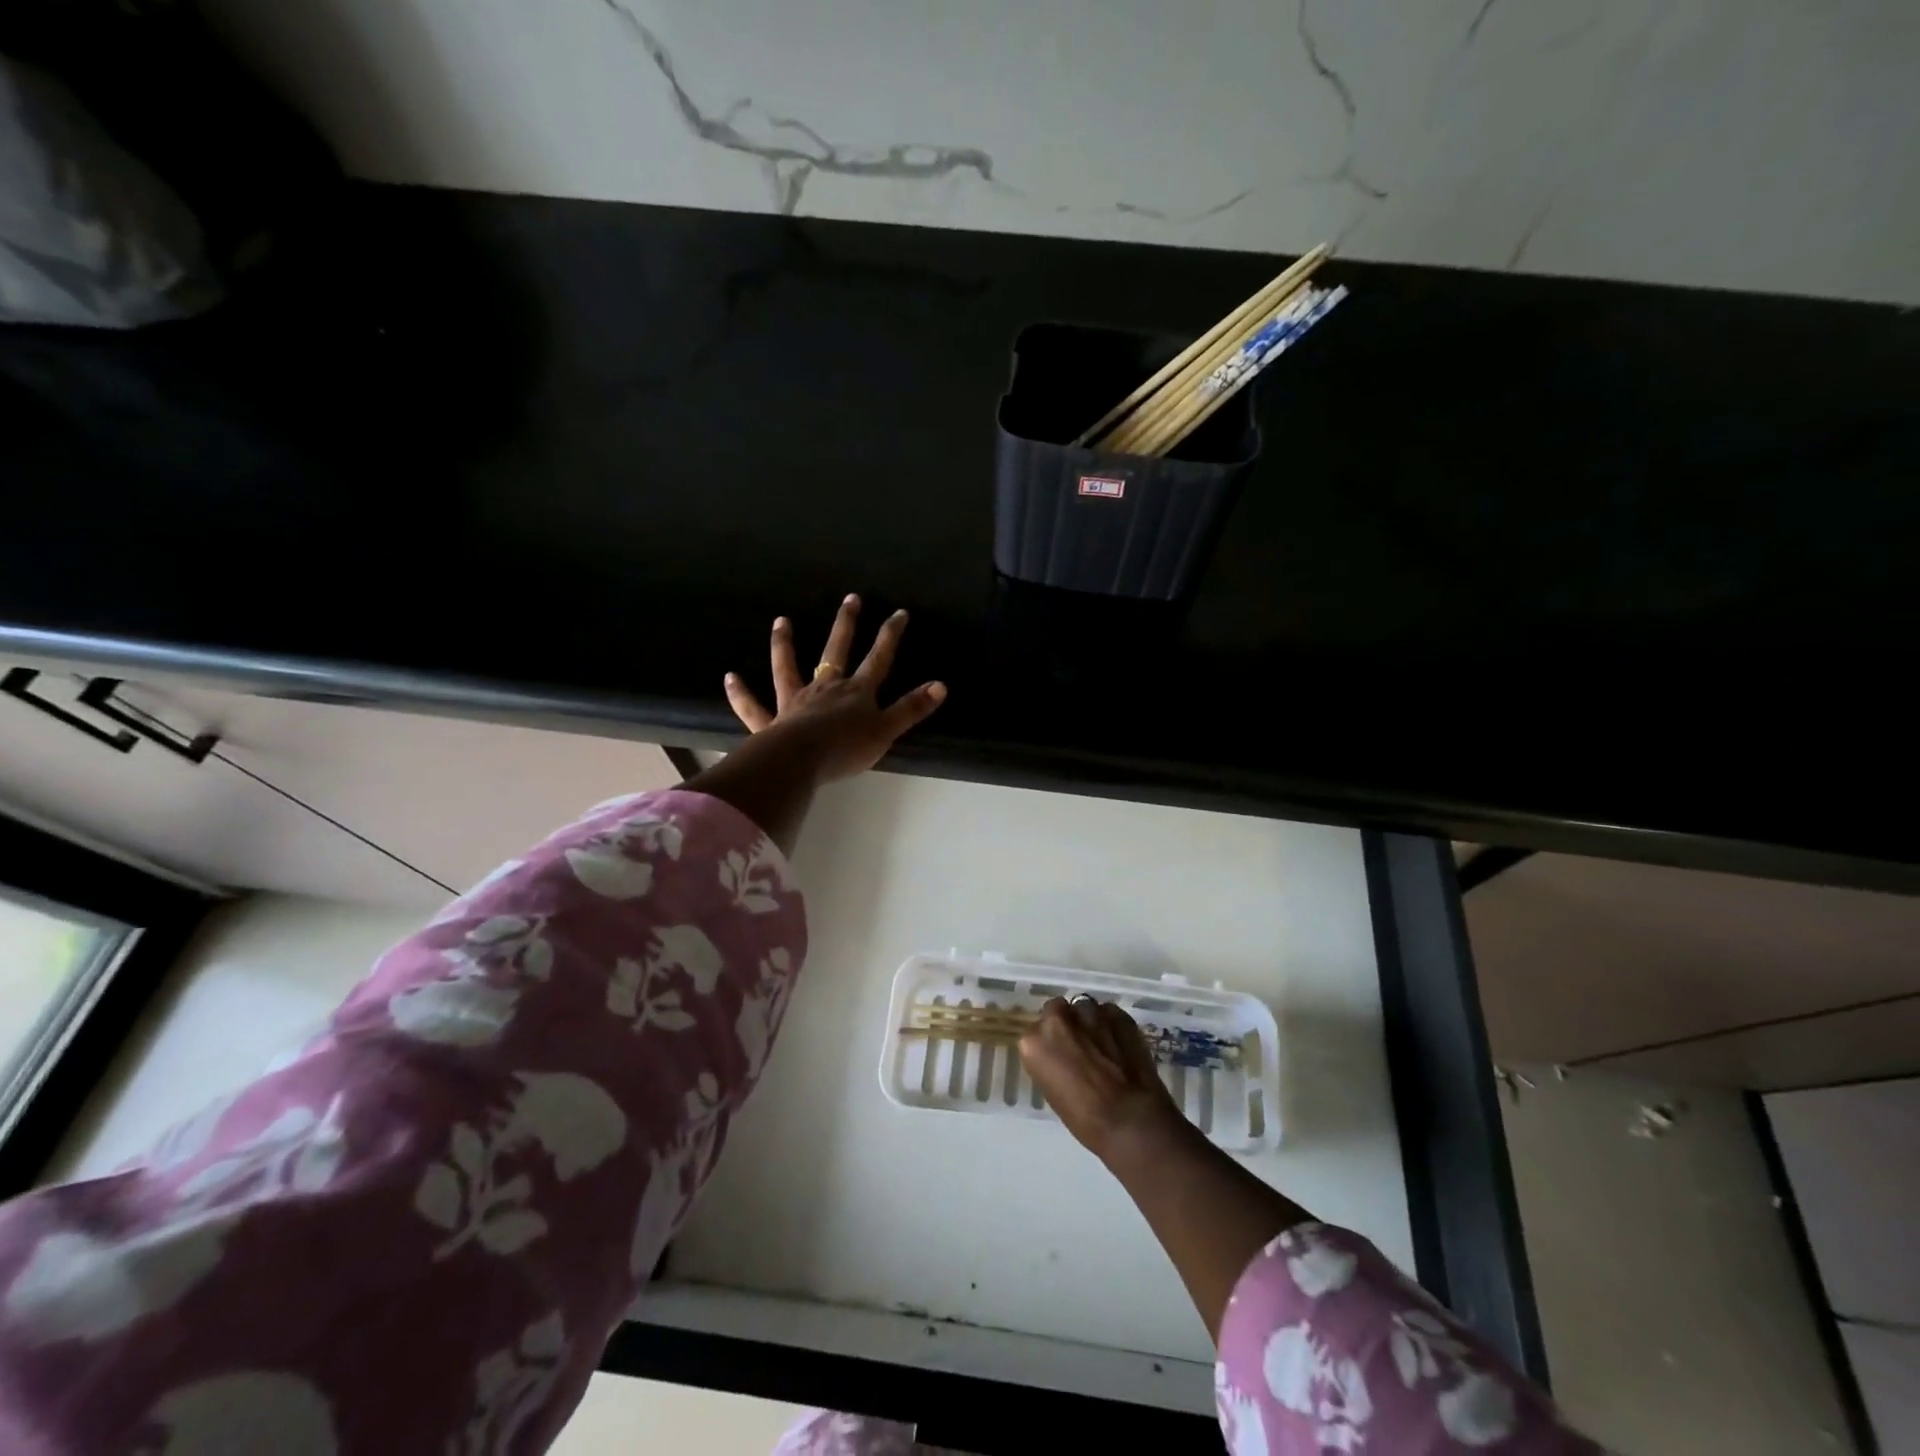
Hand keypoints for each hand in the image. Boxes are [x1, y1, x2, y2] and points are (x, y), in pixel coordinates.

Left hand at [724, 595, 946, 783]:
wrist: (801, 761)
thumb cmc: (846, 748)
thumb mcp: (886, 730)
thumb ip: (911, 709)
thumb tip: (941, 686)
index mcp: (856, 692)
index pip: (878, 658)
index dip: (890, 636)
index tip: (899, 612)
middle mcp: (825, 689)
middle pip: (836, 651)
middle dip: (846, 625)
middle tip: (850, 598)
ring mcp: (794, 702)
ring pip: (788, 668)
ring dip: (785, 644)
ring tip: (781, 620)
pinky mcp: (770, 722)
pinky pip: (753, 706)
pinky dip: (741, 693)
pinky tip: (730, 677)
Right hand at [1019, 996, 1186, 1163]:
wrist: (1130, 1119)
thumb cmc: (1084, 1119)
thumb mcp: (1053, 1091)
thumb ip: (1051, 1062)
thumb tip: (1063, 1056)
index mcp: (1033, 1041)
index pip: (1036, 1032)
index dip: (1051, 1043)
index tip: (1060, 1056)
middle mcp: (1057, 1019)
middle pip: (1057, 1010)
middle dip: (1066, 1023)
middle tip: (1079, 1046)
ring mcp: (1089, 1012)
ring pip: (1084, 1007)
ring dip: (1089, 1021)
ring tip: (1102, 1043)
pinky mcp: (1118, 1014)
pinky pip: (1109, 1013)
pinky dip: (1112, 1024)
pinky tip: (1121, 1044)